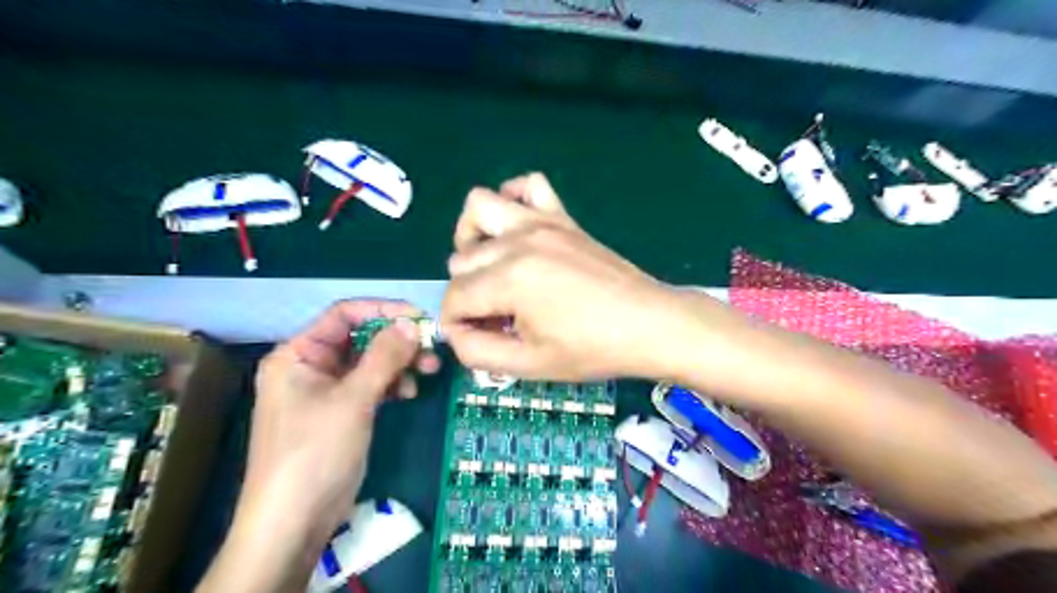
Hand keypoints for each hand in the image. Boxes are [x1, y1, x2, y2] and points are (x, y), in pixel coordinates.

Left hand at [199, 301, 439, 592]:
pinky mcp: (341, 412)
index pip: (344, 315)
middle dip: (397, 342)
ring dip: (399, 364)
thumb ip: (384, 357)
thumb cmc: (316, 451)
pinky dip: (391, 385)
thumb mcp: (353, 399)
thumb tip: (411, 323)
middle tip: (431, 349)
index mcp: (298, 354)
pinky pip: (370, 385)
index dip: (383, 311)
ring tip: (428, 371)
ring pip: (369, 362)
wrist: (294, 521)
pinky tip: (407, 394)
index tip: (420, 318)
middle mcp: (310, 366)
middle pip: (360, 338)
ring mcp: (325, 391)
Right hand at [443, 173, 680, 382]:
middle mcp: (518, 241)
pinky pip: (529, 185)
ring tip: (492, 268)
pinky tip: (518, 229)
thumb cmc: (592, 349)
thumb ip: (477, 351)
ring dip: (472, 239)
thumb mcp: (529, 364)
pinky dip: (513, 200)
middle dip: (468, 294)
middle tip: (496, 318)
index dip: (455, 324)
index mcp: (509, 280)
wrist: (648, 324)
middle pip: (461, 260)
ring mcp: (541, 223)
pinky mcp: (562, 217)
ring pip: (479, 209)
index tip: (477, 339)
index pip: (454, 297)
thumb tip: (455, 331)